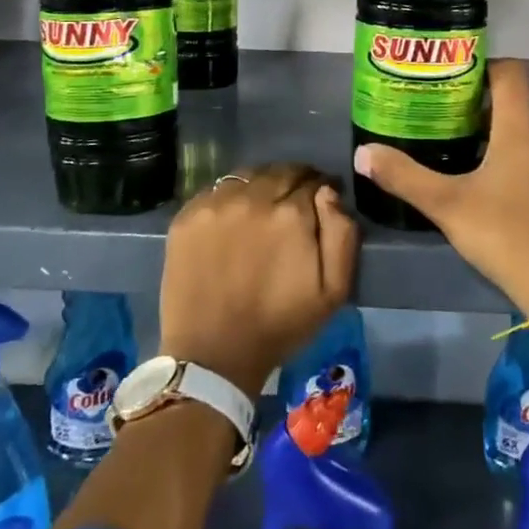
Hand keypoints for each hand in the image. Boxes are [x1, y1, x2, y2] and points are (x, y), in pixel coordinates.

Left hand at [158, 163, 359, 398]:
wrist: (213, 355)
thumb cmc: (280, 325)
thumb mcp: (335, 290)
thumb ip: (342, 233)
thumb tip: (329, 192)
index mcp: (291, 213)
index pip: (314, 180)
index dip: (322, 190)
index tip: (322, 203)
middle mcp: (252, 198)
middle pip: (281, 172)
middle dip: (294, 183)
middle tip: (294, 206)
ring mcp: (215, 204)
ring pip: (248, 176)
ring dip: (262, 186)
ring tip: (263, 210)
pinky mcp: (186, 216)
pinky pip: (217, 190)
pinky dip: (231, 198)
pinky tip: (233, 220)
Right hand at [353, 60, 528, 321]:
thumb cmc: (504, 234)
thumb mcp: (446, 205)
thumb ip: (404, 176)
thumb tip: (363, 153)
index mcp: (521, 131)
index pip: (510, 74)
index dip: (484, 64)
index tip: (452, 70)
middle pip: (512, 104)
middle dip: (476, 103)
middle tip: (439, 110)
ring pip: (520, 132)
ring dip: (490, 132)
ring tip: (452, 143)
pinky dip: (505, 155)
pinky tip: (480, 179)